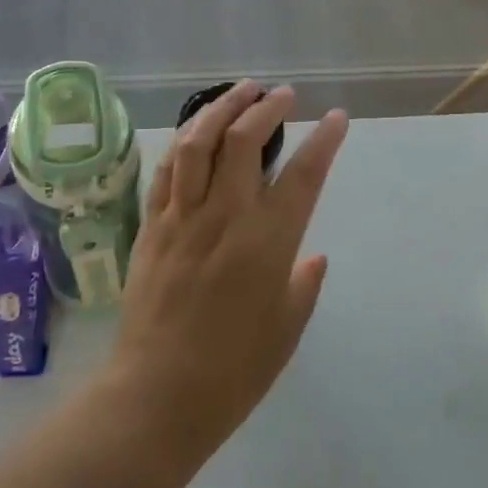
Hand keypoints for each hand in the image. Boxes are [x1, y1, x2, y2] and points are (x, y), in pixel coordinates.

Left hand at [109, 82, 348, 457]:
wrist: (157, 396)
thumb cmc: (233, 371)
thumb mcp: (286, 329)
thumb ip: (302, 284)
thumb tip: (312, 256)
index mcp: (267, 241)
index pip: (303, 173)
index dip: (324, 139)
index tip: (336, 118)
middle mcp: (225, 216)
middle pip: (243, 140)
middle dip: (266, 107)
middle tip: (282, 95)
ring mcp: (182, 217)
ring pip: (197, 142)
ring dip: (220, 108)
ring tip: (240, 91)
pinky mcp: (151, 226)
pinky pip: (166, 171)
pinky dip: (183, 142)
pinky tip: (194, 132)